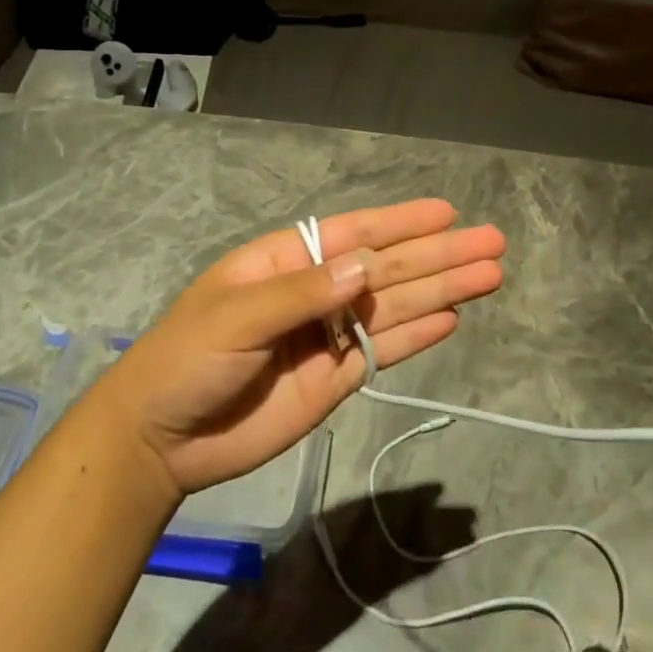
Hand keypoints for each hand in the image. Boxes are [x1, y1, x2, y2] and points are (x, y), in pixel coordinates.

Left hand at [102, 199, 503, 495]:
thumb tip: (366, 268)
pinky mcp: (335, 378)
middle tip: (493, 243)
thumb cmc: (187, 359)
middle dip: (439, 256)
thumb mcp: (235, 317)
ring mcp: (329, 336)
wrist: (160, 439)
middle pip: (388, 269)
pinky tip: (452, 319)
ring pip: (396, 306)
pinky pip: (384, 350)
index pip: (356, 234)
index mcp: (288, 262)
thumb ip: (302, 294)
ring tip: (489, 276)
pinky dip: (417, 334)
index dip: (403, 223)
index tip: (448, 212)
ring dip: (442, 291)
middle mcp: (317, 292)